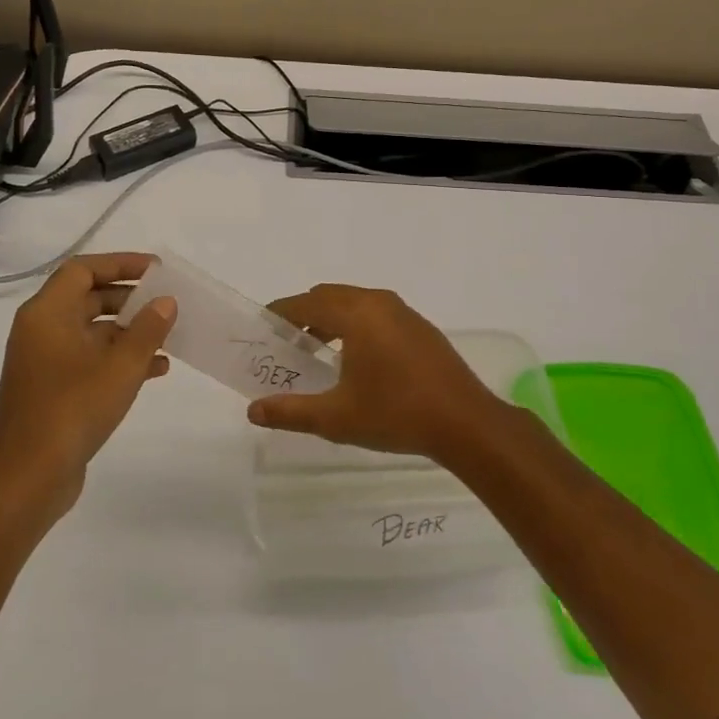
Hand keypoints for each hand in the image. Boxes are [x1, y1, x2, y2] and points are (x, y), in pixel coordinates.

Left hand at [0, 253, 176, 519]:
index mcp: (46, 314)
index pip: (82, 270)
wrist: (27, 479)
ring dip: (130, 332)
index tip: (157, 270)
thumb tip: (165, 302)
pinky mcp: (54, 390)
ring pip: (93, 332)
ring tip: (170, 336)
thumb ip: (147, 329)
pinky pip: (91, 360)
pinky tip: (158, 370)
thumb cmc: (72, 410)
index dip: (120, 264)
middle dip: (130, 298)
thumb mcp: (120, 366)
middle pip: (88, 298)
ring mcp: (46, 362)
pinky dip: (120, 359)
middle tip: (167, 302)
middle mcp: (42, 331)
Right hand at [249, 285, 513, 463]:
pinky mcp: (420, 327)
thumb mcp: (336, 418)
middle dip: (304, 314)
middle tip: (286, 343)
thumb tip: (253, 411)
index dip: (280, 313)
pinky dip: (356, 325)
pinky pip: (377, 314)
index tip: (262, 328)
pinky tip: (355, 359)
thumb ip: (291, 411)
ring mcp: (404, 313)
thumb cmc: (396, 414)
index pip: (306, 302)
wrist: (465, 422)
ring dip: (331, 319)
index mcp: (356, 314)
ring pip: (355, 304)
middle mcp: (379, 302)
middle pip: (330, 296)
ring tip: (316, 352)